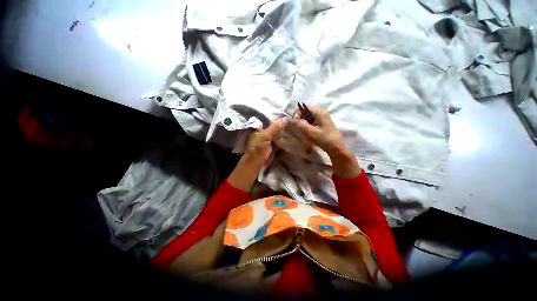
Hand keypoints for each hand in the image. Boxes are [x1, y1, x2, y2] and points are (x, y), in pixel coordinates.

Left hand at [228, 118, 287, 191]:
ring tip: (295, 124)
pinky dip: (284, 136)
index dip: (278, 116)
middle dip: (282, 122)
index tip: (288, 113)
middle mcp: (264, 130)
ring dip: (284, 129)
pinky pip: (279, 137)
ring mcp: (268, 137)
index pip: (269, 118)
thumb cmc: (258, 148)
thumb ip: (275, 127)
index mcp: (259, 126)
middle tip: (294, 118)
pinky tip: (291, 133)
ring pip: (277, 131)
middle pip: (274, 124)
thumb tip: (286, 118)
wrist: (256, 162)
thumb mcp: (265, 136)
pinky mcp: (272, 143)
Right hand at [291, 105, 361, 178]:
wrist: (335, 147)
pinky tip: (308, 131)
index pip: (303, 107)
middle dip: (300, 119)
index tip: (295, 125)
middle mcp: (321, 111)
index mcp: (319, 111)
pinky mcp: (321, 122)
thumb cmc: (323, 139)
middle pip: (305, 111)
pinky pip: (310, 120)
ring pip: (307, 116)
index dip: (296, 115)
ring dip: (303, 122)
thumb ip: (299, 124)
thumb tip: (288, 119)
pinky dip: (307, 125)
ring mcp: (322, 117)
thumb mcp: (310, 132)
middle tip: (299, 129)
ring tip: (303, 131)